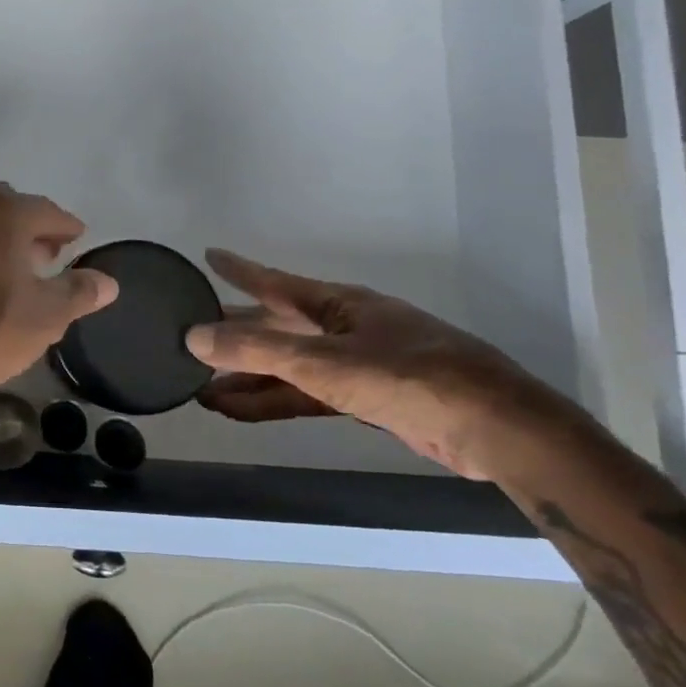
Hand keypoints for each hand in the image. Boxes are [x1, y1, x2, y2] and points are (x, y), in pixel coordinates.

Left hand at [0, 183, 116, 424]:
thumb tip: (108, 281)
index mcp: (1, 212)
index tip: (76, 239)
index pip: (46, 210)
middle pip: (8, 206)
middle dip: (30, 226)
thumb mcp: (47, 315)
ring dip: (0, 235)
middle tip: (48, 255)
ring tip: (17, 268)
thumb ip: (80, 291)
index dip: (65, 227)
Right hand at [184, 250, 578, 478]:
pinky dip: (271, 402)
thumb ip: (256, 351)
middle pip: (276, 329)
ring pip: (287, 367)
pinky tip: (237, 410)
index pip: (274, 283)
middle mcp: (343, 328)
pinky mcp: (366, 400)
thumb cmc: (410, 379)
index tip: (208, 255)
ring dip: (246, 379)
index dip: (239, 270)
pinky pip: (304, 396)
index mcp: (338, 305)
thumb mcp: (324, 363)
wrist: (498, 431)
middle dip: (233, 336)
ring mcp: (356, 365)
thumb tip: (193, 335)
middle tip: (188, 336)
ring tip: (199, 388)